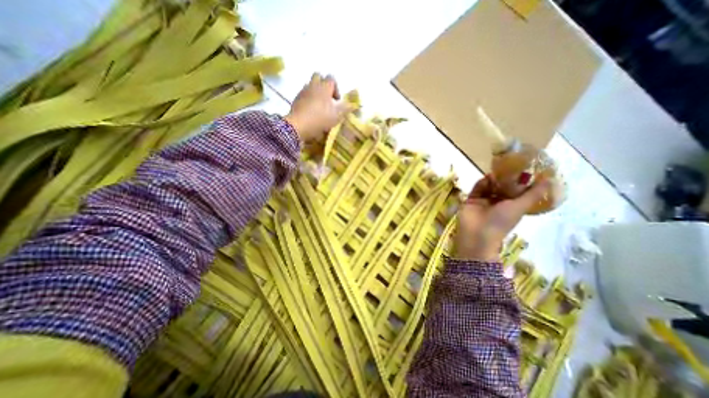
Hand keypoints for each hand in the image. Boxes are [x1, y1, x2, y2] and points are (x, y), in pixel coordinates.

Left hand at [285, 74, 351, 143]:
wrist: (299, 125)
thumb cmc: (320, 118)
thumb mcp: (336, 116)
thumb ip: (345, 109)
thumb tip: (353, 105)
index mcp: (324, 87)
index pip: (331, 78)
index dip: (336, 88)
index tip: (337, 100)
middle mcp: (313, 85)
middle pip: (319, 76)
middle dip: (324, 85)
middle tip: (327, 98)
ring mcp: (303, 91)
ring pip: (310, 85)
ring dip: (316, 92)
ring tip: (319, 106)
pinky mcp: (296, 99)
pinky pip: (304, 94)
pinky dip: (308, 98)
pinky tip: (311, 110)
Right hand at [454, 175, 553, 261]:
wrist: (476, 232)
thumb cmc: (501, 221)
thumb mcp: (520, 207)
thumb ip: (533, 193)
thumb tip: (551, 180)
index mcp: (511, 206)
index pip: (517, 191)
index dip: (521, 181)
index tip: (525, 169)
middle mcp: (498, 203)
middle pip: (502, 187)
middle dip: (505, 178)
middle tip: (509, 166)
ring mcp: (484, 201)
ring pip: (489, 187)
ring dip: (493, 180)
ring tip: (497, 172)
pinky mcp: (472, 199)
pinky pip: (477, 189)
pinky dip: (481, 183)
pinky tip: (486, 177)